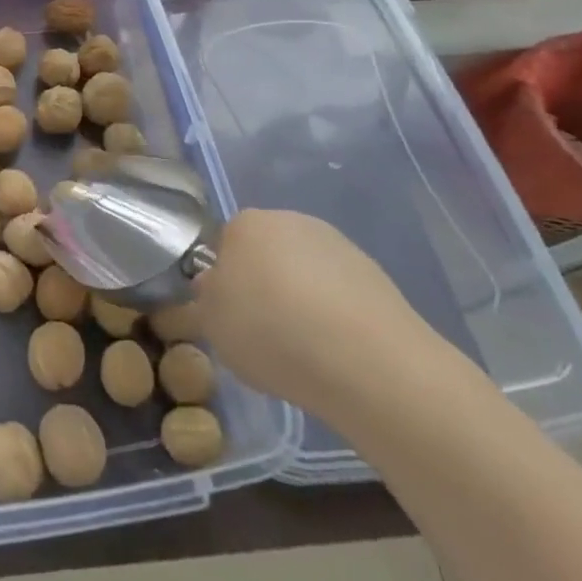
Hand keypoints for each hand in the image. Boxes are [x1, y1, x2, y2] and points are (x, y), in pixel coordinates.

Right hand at [196, 210, 442, 418]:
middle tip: (265, 333)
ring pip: (305, 272)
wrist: (363, 359)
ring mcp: (337, 244)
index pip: (225, 245)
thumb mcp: (213, 324)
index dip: (226, 282)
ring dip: (301, 300)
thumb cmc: (271, 331)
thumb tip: (215, 286)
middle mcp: (290, 220)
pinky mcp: (375, 274)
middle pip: (267, 253)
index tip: (231, 316)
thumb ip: (207, 299)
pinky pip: (339, 293)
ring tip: (305, 350)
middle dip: (265, 285)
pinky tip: (337, 351)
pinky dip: (334, 315)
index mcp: (245, 224)